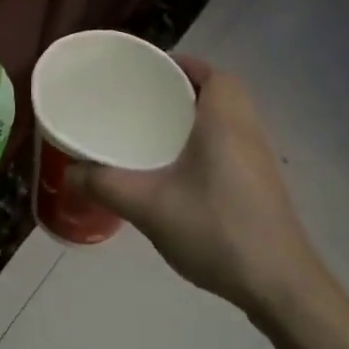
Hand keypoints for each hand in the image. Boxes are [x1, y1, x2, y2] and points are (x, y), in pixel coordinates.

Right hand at [72, 55, 329, 329]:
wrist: (279, 284)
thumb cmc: (216, 230)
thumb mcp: (149, 206)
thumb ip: (105, 185)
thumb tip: (69, 172)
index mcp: (225, 120)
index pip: (210, 72)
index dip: (180, 64)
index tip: (145, 71)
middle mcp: (248, 130)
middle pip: (218, 92)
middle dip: (181, 90)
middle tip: (141, 101)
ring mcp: (259, 159)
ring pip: (226, 120)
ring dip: (195, 117)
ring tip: (152, 131)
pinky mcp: (261, 185)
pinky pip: (230, 145)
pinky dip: (205, 142)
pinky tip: (177, 171)